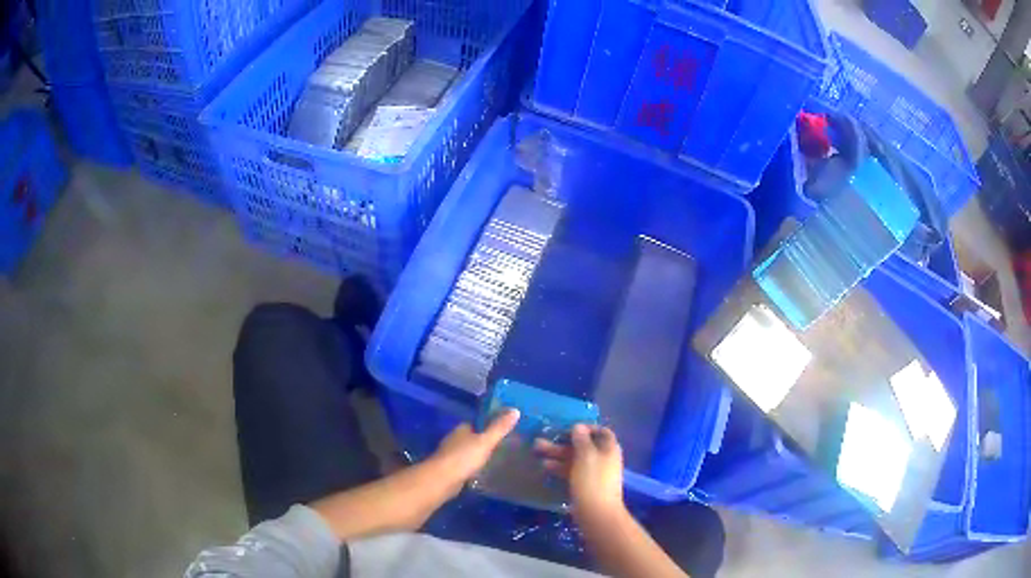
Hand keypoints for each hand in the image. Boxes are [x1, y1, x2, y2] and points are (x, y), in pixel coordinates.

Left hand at [428, 409, 520, 497]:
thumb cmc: (464, 457)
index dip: (491, 422)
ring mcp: (452, 454)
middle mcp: (455, 439)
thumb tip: (515, 410)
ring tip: (499, 456)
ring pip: (470, 450)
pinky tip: (485, 469)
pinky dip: (475, 465)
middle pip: (474, 436)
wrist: (442, 480)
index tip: (506, 426)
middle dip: (486, 438)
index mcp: (462, 428)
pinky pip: (467, 463)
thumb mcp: (485, 441)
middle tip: (506, 442)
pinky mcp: (452, 468)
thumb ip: (499, 427)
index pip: (478, 422)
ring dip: (480, 453)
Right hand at [535, 424, 624, 518]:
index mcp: (609, 448)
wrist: (597, 513)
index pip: (601, 431)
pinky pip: (572, 471)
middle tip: (543, 440)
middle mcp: (603, 458)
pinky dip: (560, 467)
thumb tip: (578, 427)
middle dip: (563, 442)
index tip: (567, 428)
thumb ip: (581, 440)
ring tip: (537, 451)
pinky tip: (545, 467)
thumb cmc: (592, 480)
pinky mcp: (585, 485)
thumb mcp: (586, 456)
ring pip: (575, 459)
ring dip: (557, 454)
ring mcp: (594, 473)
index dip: (586, 428)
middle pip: (584, 445)